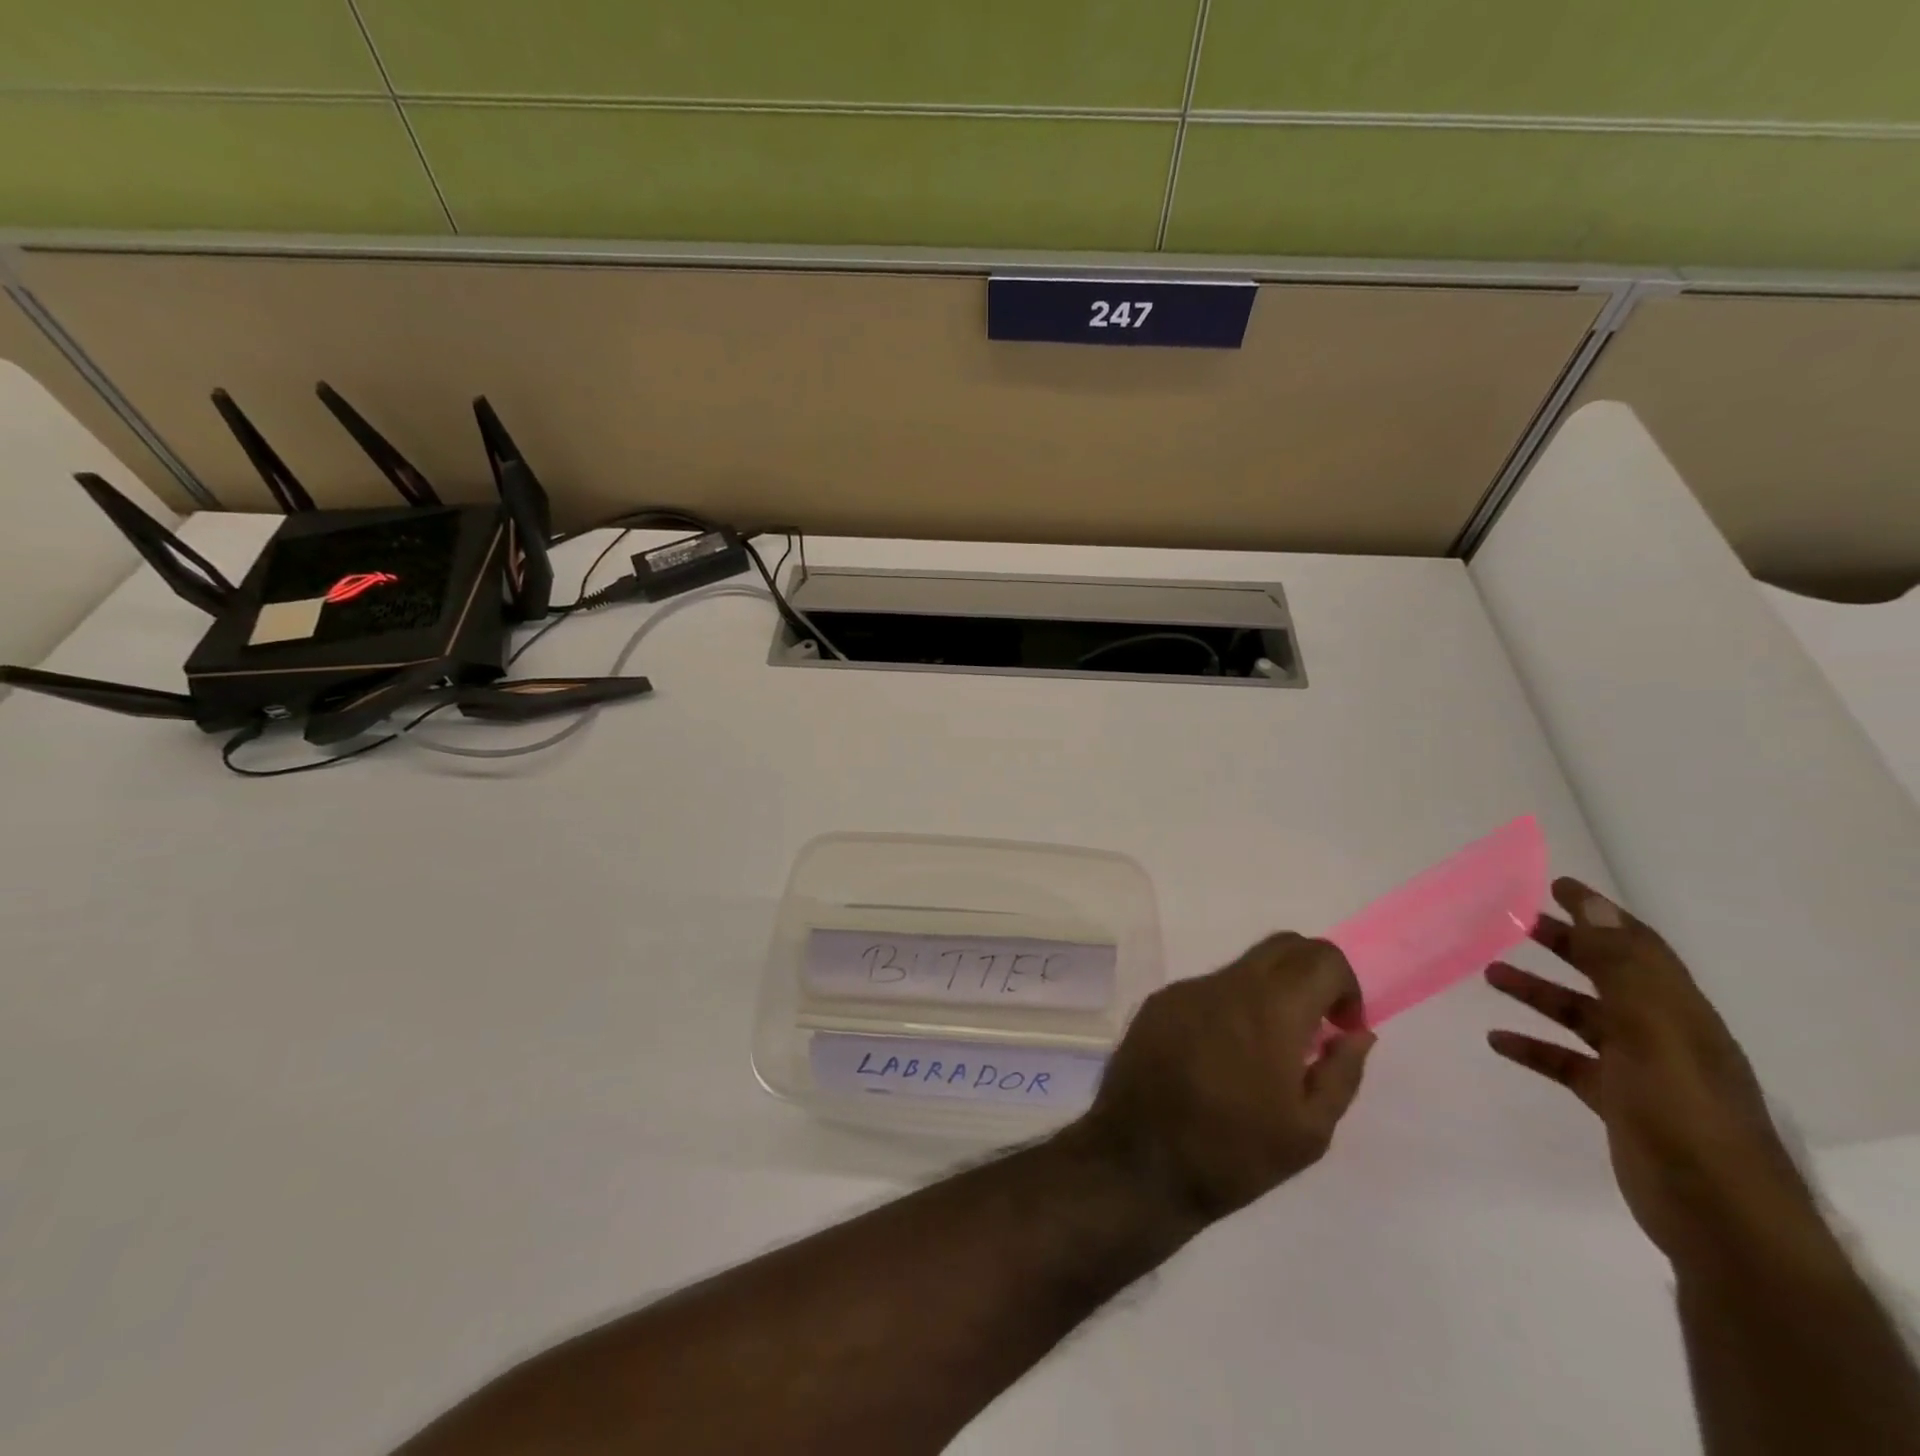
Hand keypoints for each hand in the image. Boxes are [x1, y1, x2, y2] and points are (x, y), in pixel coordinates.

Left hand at [1074, 933, 1375, 1228]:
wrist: (1138, 1161)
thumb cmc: (1234, 1154)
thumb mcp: (1309, 1131)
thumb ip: (1341, 1072)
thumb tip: (1357, 1033)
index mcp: (1269, 1009)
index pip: (1320, 956)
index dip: (1345, 986)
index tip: (1341, 1029)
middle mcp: (1224, 985)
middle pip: (1282, 946)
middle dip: (1311, 974)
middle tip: (1315, 1028)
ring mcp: (1184, 990)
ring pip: (1241, 968)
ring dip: (1268, 994)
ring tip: (1263, 1055)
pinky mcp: (1157, 1003)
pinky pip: (1206, 989)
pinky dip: (1229, 1008)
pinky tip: (1219, 1058)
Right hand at [1486, 877, 1822, 1267]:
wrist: (1719, 1218)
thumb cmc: (1683, 1114)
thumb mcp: (1653, 1033)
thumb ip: (1622, 970)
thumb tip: (1594, 905)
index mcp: (1676, 1011)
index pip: (1635, 946)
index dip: (1599, 914)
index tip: (1555, 886)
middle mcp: (1660, 1032)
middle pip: (1606, 975)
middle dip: (1564, 945)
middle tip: (1512, 921)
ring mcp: (1640, 1069)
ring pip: (1581, 1016)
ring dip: (1538, 993)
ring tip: (1489, 974)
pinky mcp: (1618, 1102)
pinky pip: (1568, 1062)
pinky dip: (1534, 1047)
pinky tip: (1499, 1040)